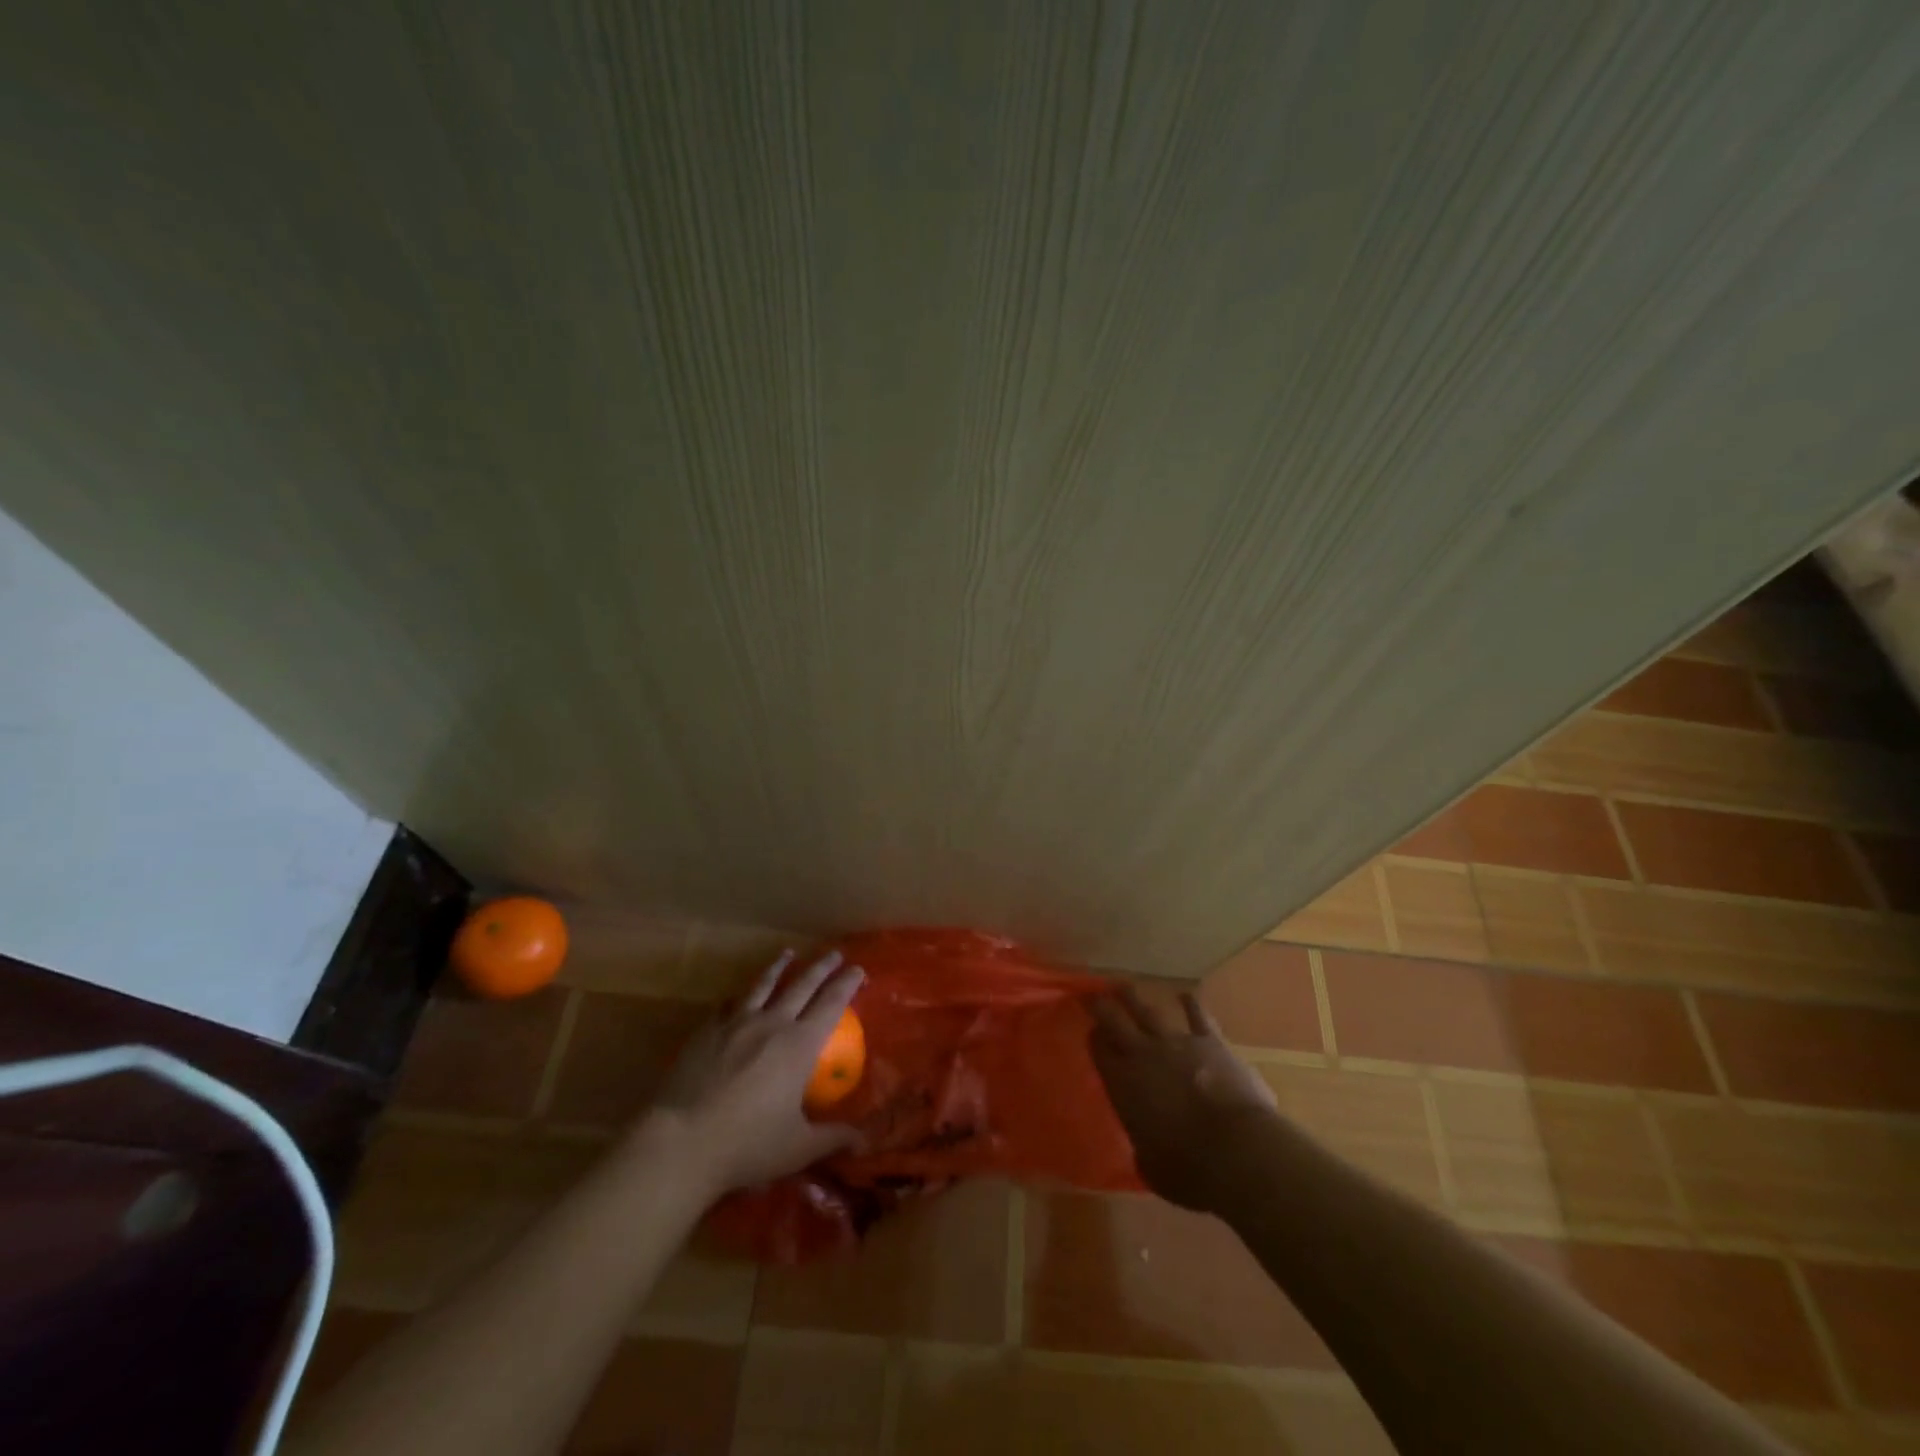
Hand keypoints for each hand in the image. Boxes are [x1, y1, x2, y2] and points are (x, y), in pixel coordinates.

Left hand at [644, 949, 864, 1198]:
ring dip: (778, 967)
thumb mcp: (798, 1148)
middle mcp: (772, 1024)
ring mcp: (736, 1024)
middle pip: (802, 985)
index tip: (858, 969)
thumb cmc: (747, 1145)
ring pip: (763, 985)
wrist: (682, 1142)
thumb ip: (832, 1138)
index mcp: (800, 1045)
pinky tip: (736, 996)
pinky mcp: (706, 1032)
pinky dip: (738, 997)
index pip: (831, 1004)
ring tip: (787, 953)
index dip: (847, 984)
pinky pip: (727, 1006)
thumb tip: (863, 1141)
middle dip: (821, 967)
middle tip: (834, 954)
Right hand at [1090, 986, 1279, 1211]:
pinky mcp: (1210, 1042)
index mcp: (1123, 1085)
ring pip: (1149, 1011)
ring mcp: (1177, 1044)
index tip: (1091, 1033)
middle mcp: (1143, 1056)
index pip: (1099, 1051)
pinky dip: (1190, 1005)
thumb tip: (1145, 1146)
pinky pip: (1198, 1017)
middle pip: (1115, 1020)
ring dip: (1135, 998)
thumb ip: (1143, 1148)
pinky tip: (1185, 995)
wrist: (1237, 1151)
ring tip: (1123, 986)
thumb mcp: (1151, 1167)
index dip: (1094, 1039)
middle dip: (1102, 1005)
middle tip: (1093, 994)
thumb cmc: (1189, 1170)